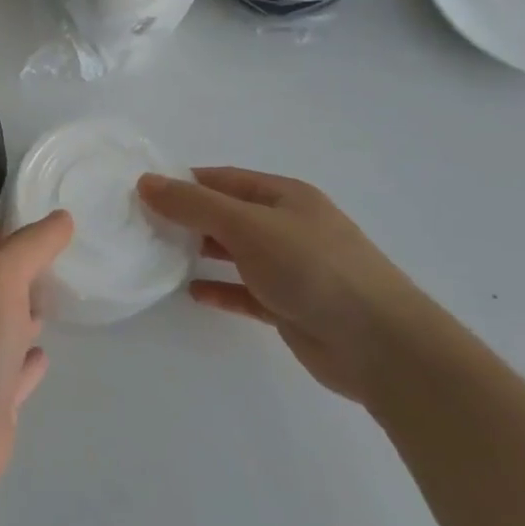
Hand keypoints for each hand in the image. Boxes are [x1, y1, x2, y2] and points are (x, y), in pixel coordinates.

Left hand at [0, 212, 73, 503]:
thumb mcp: (2, 275)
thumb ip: (32, 245)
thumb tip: (62, 217)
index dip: (3, 234)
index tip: (40, 226)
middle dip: (18, 275)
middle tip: (57, 264)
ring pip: (2, 330)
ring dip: (23, 317)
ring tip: (55, 302)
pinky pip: (14, 374)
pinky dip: (29, 363)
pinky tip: (46, 356)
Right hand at [137, 168, 430, 404]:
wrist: (382, 346)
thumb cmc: (313, 269)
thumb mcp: (247, 226)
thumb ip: (194, 205)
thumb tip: (145, 181)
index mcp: (284, 197)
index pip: (223, 179)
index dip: (183, 182)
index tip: (142, 192)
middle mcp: (288, 226)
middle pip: (227, 214)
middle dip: (188, 217)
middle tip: (142, 225)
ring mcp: (291, 268)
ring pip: (235, 252)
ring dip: (200, 252)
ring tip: (159, 255)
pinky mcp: (290, 306)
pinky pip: (245, 291)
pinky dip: (219, 288)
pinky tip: (192, 292)